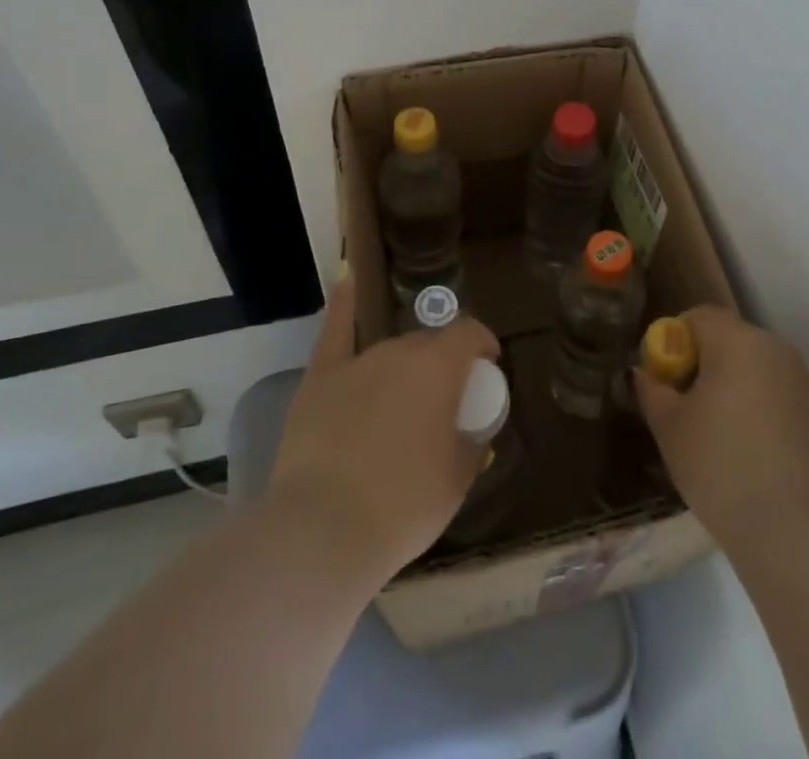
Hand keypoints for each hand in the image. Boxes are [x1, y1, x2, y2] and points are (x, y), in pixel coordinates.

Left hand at [267, 273, 499, 582]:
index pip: (470, 334)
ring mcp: (358, 361)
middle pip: (429, 344)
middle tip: (445, 401)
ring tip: (405, 400)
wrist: (323, 530)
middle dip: (442, 363)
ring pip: (391, 351)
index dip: (483, 344)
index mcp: (439, 367)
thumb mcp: (457, 480)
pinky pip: (335, 331)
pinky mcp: (321, 378)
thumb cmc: (403, 506)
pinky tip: (347, 278)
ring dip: (405, 366)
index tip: (488, 365)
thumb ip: (471, 444)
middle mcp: (400, 351)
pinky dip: (343, 304)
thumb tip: (472, 432)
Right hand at [635, 306, 808, 556]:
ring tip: (721, 433)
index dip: (675, 340)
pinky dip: (762, 409)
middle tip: (687, 406)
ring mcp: (804, 382)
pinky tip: (753, 452)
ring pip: (757, 368)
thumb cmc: (720, 467)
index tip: (665, 379)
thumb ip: (652, 390)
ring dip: (735, 385)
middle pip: (730, 339)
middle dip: (705, 363)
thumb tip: (645, 374)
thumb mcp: (669, 427)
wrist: (795, 533)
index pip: (698, 317)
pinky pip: (780, 395)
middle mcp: (776, 349)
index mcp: (737, 341)